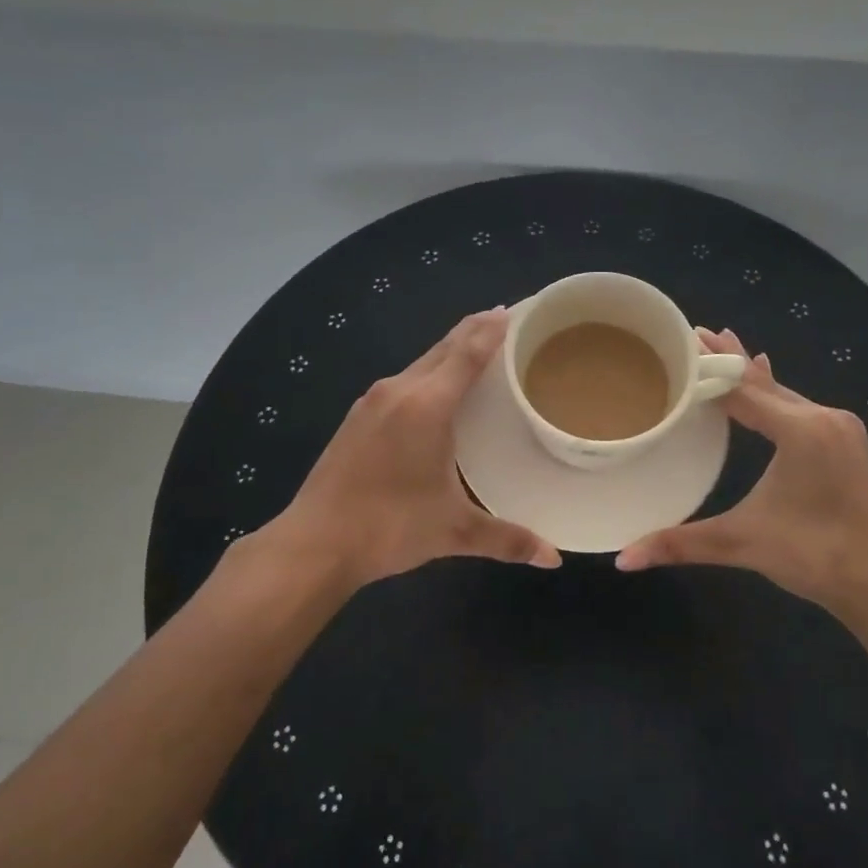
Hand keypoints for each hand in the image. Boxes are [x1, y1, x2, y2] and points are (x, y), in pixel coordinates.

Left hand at [262, 309, 560, 592]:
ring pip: (420, 363)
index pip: (467, 353)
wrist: (315, 543)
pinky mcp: (356, 418)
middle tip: (504, 321)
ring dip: (449, 352)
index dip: (492, 330)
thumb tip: (553, 557)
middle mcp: (399, 391)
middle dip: (473, 331)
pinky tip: (434, 391)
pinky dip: (427, 373)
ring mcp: (372, 402)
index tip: (515, 310)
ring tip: (476, 352)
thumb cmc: (390, 527)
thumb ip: (507, 538)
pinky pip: (402, 381)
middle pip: (443, 348)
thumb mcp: (454, 531)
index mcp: (427, 405)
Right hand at [615, 328, 867, 626]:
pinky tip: (767, 377)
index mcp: (801, 430)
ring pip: (784, 393)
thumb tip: (623, 559)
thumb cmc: (814, 556)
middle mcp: (823, 418)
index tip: (682, 340)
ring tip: (723, 345)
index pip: (742, 389)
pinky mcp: (846, 442)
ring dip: (751, 374)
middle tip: (696, 331)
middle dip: (728, 359)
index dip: (708, 368)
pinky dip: (774, 392)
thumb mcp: (742, 543)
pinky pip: (800, 406)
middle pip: (764, 382)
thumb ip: (681, 544)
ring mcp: (840, 428)